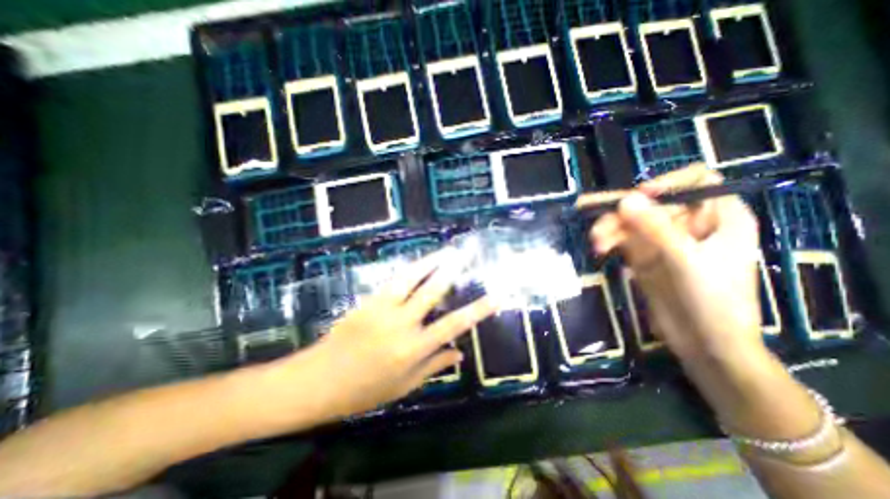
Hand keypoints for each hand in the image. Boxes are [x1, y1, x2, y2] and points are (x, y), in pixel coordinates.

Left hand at [285, 252, 496, 419]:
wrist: (318, 380)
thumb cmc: (363, 390)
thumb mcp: (404, 386)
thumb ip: (434, 365)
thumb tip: (459, 351)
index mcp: (413, 349)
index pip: (454, 324)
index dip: (478, 309)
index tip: (496, 296)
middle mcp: (401, 324)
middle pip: (432, 291)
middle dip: (452, 271)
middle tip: (466, 255)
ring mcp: (383, 308)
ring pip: (411, 278)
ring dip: (430, 262)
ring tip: (445, 251)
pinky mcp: (368, 300)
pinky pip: (394, 280)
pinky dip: (410, 270)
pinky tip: (419, 263)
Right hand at [581, 165, 760, 362]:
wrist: (704, 344)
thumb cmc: (713, 301)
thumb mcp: (686, 261)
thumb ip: (656, 229)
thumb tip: (625, 200)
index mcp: (719, 217)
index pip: (695, 182)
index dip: (666, 184)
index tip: (639, 197)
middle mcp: (690, 223)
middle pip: (652, 203)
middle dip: (623, 212)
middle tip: (597, 223)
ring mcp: (664, 240)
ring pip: (632, 221)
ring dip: (611, 228)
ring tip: (596, 243)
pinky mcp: (645, 256)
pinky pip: (623, 239)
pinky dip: (610, 241)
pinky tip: (600, 248)